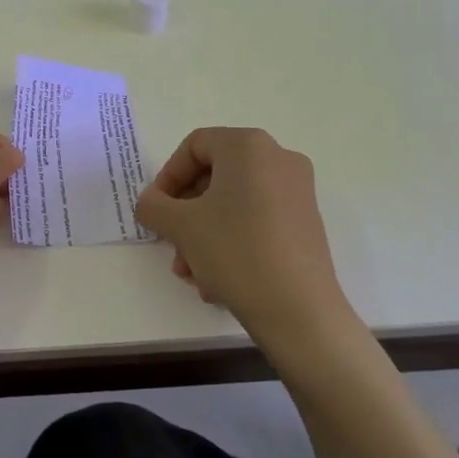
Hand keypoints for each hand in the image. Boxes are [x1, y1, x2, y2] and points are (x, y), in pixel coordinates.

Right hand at [135, 127, 352, 338]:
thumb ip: (153, 205)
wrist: (299, 311)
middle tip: (170, 243)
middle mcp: (278, 158)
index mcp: (248, 146)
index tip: (156, 210)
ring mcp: (297, 191)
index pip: (194, 147)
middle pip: (214, 176)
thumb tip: (151, 203)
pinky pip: (256, 220)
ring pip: (233, 203)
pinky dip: (232, 241)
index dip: (167, 177)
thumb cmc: (235, 251)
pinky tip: (217, 280)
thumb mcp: (179, 225)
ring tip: (191, 272)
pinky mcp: (306, 223)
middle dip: (185, 212)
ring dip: (204, 233)